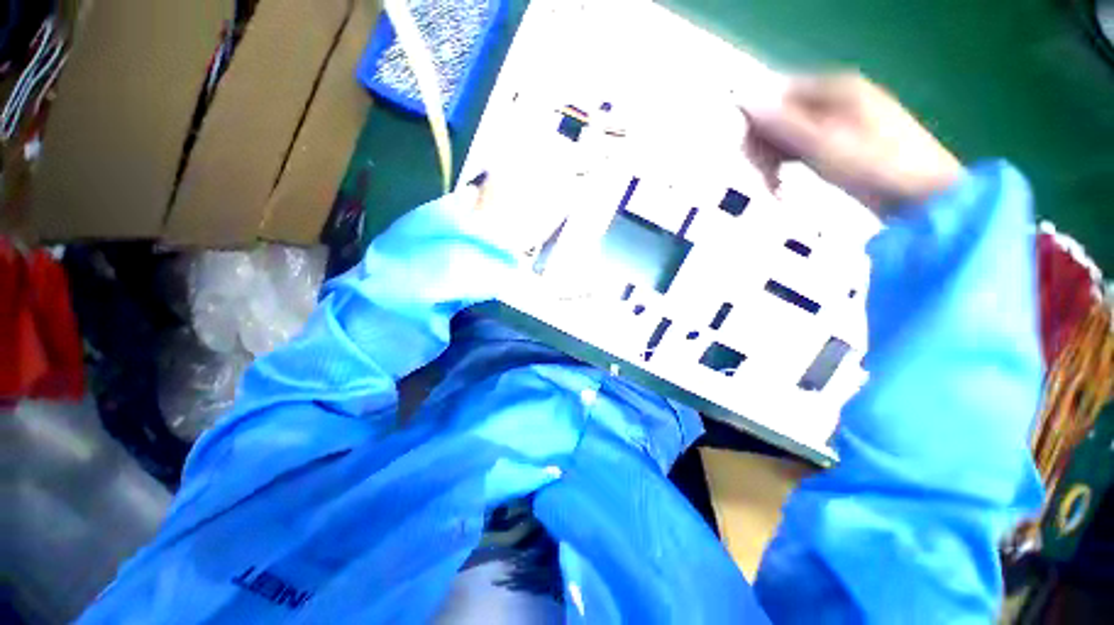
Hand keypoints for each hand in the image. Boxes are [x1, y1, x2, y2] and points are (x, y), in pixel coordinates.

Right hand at [741, 73, 962, 216]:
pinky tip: (782, 188)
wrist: (922, 197)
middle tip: (763, 180)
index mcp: (835, 88)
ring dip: (773, 163)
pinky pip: (800, 149)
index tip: (749, 157)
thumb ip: (784, 123)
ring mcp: (839, 122)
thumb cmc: (875, 167)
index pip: (777, 97)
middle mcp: (835, 99)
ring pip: (788, 135)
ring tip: (773, 190)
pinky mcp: (841, 145)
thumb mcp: (823, 145)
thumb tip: (747, 102)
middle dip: (765, 149)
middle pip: (781, 117)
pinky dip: (787, 167)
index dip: (757, 125)